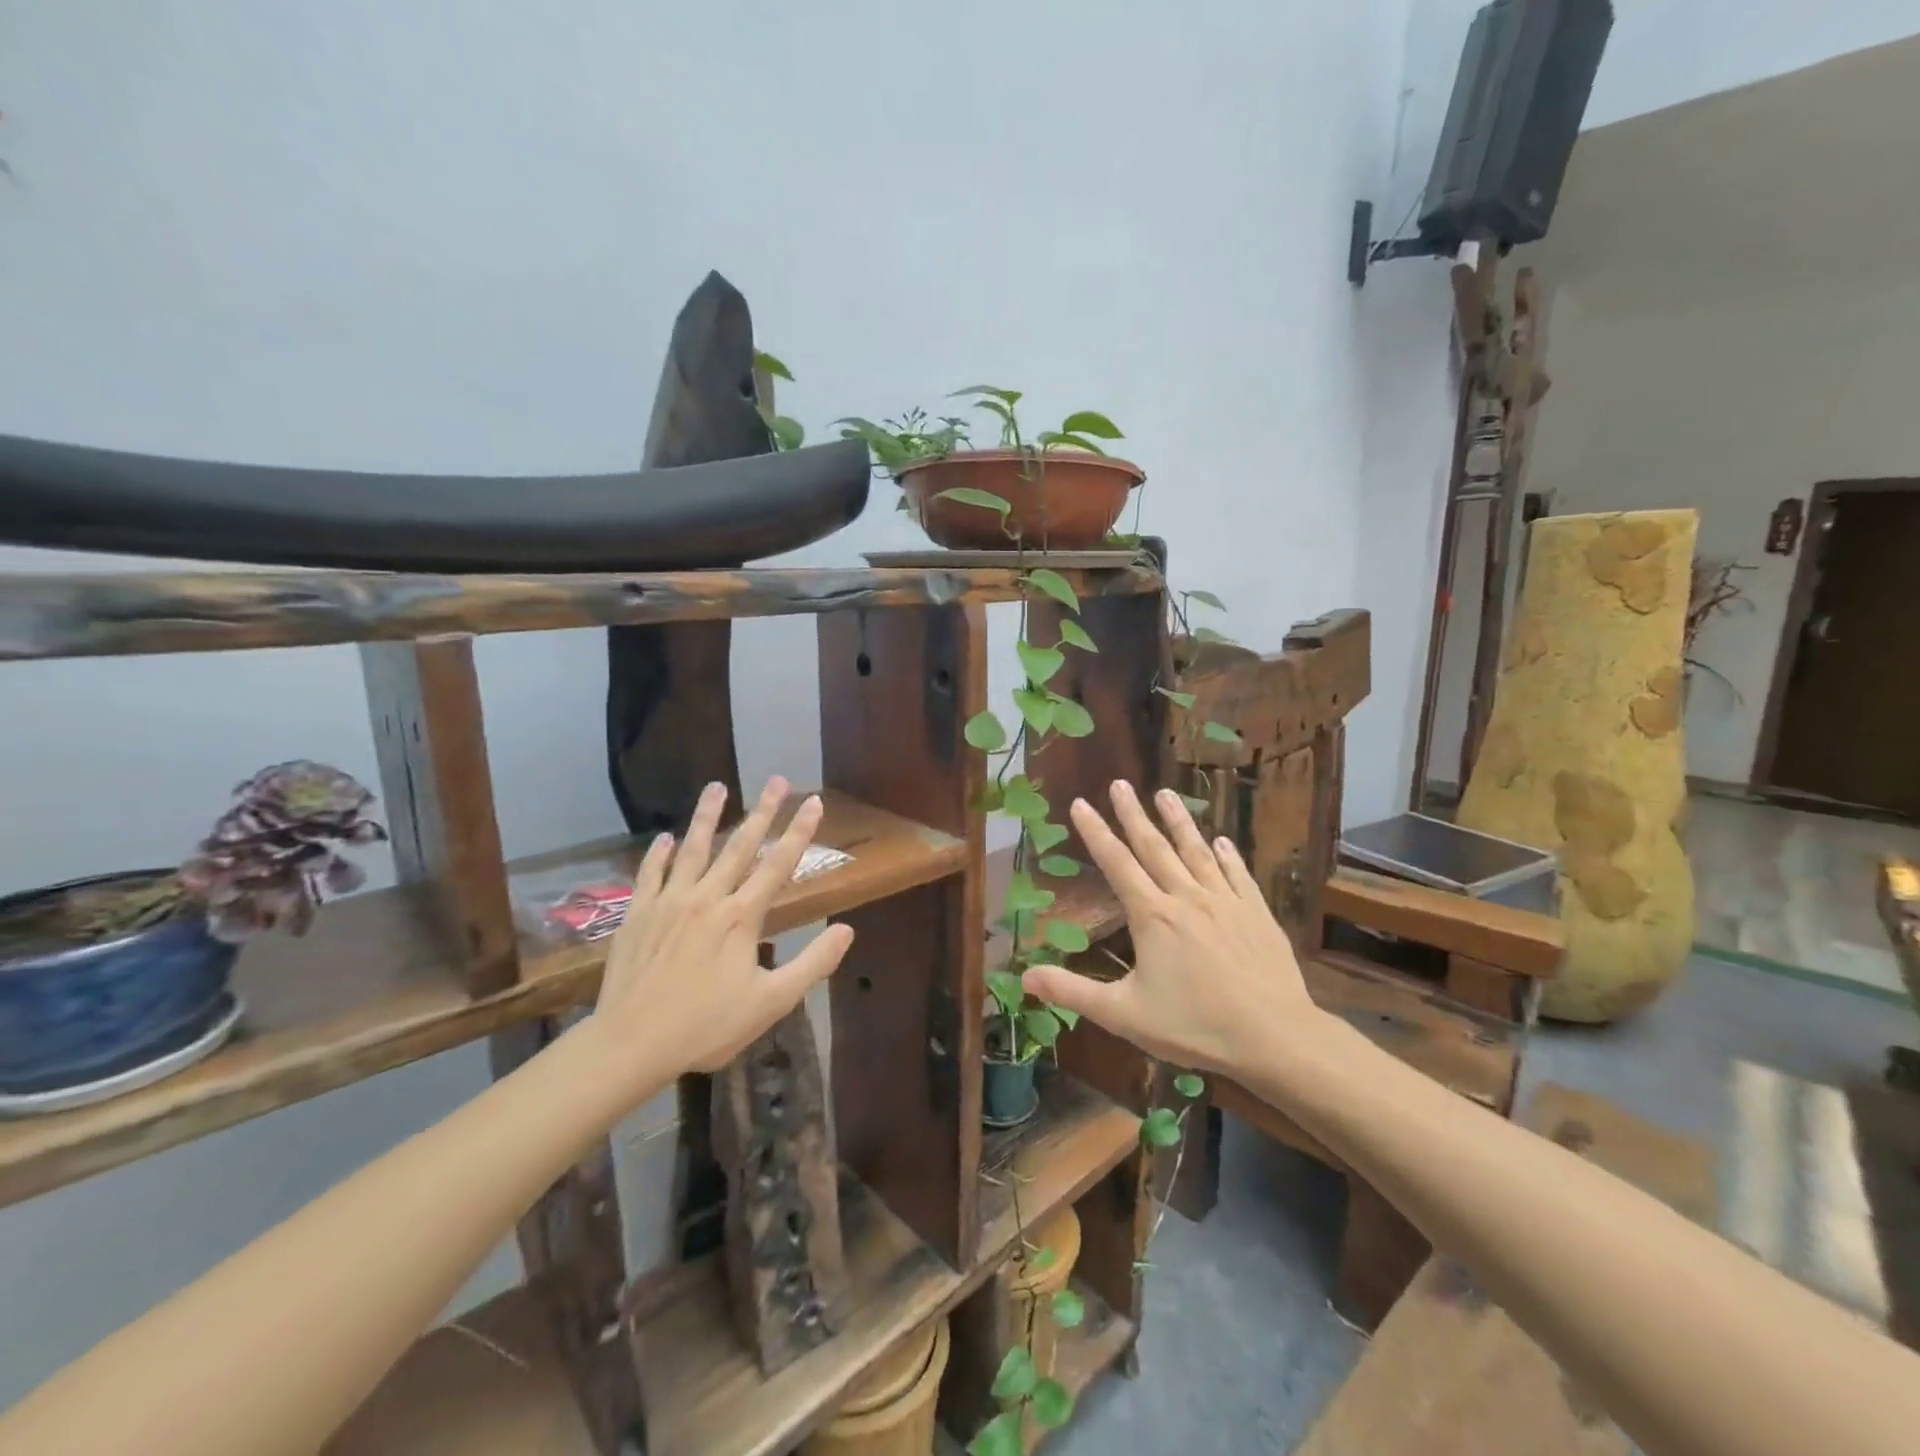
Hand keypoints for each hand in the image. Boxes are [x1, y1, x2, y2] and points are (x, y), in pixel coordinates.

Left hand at [590, 777, 854, 1086]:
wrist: (632, 1043)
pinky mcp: (638, 914)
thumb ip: (812, 963)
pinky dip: (659, 854)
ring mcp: (669, 902)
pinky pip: (650, 875)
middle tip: (776, 779)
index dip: (800, 831)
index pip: (779, 864)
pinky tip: (664, 838)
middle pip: (740, 846)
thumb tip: (846, 930)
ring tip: (716, 786)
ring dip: (707, 816)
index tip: (813, 801)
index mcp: (742, 916)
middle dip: (762, 810)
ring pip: (693, 849)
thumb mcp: (772, 1001)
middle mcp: (708, 897)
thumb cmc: (706, 1025)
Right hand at [1022, 781, 1323, 1076]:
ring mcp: (1226, 902)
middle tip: (1120, 784)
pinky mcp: (1257, 914)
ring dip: (1179, 822)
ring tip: (1165, 793)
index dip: (1095, 833)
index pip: (1116, 864)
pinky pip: (1238, 875)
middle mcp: (1187, 898)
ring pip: (1197, 852)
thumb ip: (1073, 992)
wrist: (1275, 1038)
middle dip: (1133, 814)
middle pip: (1154, 847)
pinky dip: (1228, 855)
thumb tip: (1024, 977)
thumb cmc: (1195, 1026)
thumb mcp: (1123, 1015)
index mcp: (1152, 916)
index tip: (1080, 803)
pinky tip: (1223, 841)